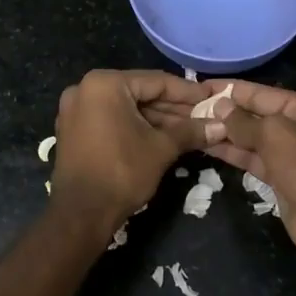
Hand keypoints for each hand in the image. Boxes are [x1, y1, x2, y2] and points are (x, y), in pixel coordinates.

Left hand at [51, 70, 209, 226]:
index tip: (210, 98)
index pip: (155, 81)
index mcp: (105, 84)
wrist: (81, 214)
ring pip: (126, 108)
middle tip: (203, 116)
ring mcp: (76, 110)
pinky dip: (135, 126)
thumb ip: (190, 132)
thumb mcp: (161, 148)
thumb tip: (221, 127)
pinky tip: (162, 136)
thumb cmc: (122, 172)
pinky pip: (111, 119)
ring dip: (156, 119)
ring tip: (190, 129)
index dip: (187, 92)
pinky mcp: (74, 130)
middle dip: (173, 108)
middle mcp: (85, 89)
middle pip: (140, 93)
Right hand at [204, 82, 295, 276]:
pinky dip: (233, 153)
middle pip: (258, 115)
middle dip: (227, 113)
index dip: (233, 90)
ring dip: (226, 134)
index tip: (202, 87)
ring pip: (254, 139)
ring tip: (193, 125)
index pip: (264, 93)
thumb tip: (219, 108)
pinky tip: (207, 146)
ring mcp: (293, 155)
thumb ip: (244, 121)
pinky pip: (254, 160)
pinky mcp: (282, 179)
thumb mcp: (274, 134)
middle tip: (190, 108)